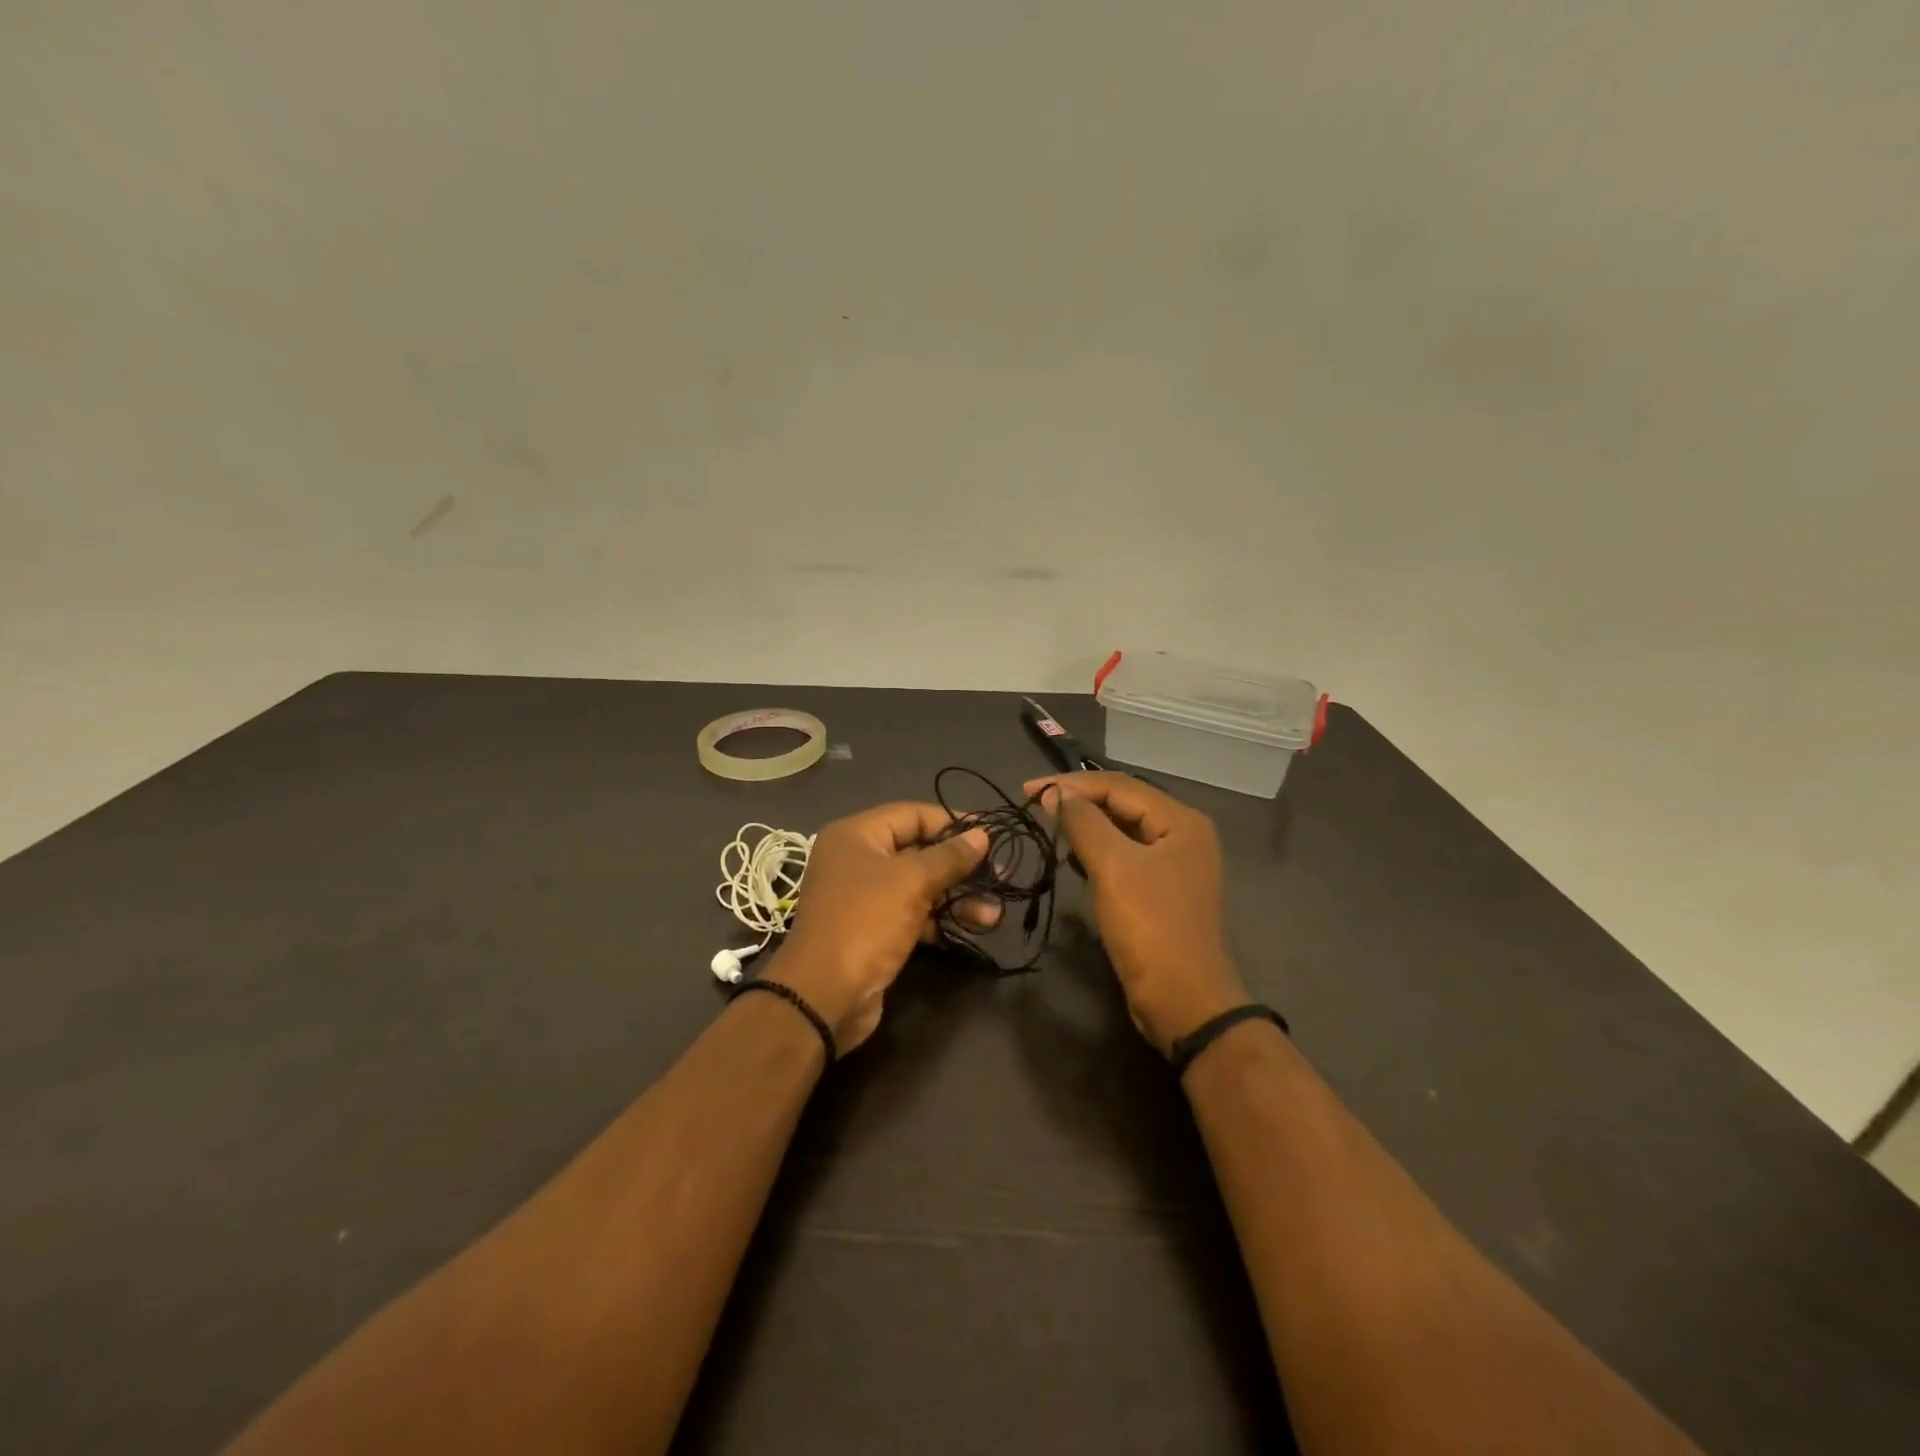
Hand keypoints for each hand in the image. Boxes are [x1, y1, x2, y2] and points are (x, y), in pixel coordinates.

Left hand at [764, 802, 991, 1053]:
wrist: (824, 996)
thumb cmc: (865, 922)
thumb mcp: (911, 882)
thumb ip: (949, 856)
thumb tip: (982, 834)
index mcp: (855, 835)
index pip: (912, 814)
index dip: (952, 822)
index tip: (990, 834)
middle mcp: (857, 860)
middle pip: (918, 850)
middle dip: (960, 865)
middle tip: (1000, 875)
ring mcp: (865, 897)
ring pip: (920, 886)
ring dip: (958, 896)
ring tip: (995, 912)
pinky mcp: (875, 930)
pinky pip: (915, 913)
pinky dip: (943, 918)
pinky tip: (975, 927)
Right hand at [1027, 772, 1248, 1053]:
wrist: (1183, 1000)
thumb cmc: (1149, 926)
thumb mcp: (1112, 867)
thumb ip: (1083, 822)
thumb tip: (1056, 793)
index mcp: (1181, 820)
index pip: (1119, 786)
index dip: (1071, 784)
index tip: (1027, 789)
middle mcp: (1183, 834)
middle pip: (1123, 803)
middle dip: (1078, 801)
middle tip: (1034, 803)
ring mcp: (1176, 864)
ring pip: (1123, 830)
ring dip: (1086, 825)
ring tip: (1050, 826)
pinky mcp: (1163, 890)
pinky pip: (1126, 856)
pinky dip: (1098, 851)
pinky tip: (1074, 859)